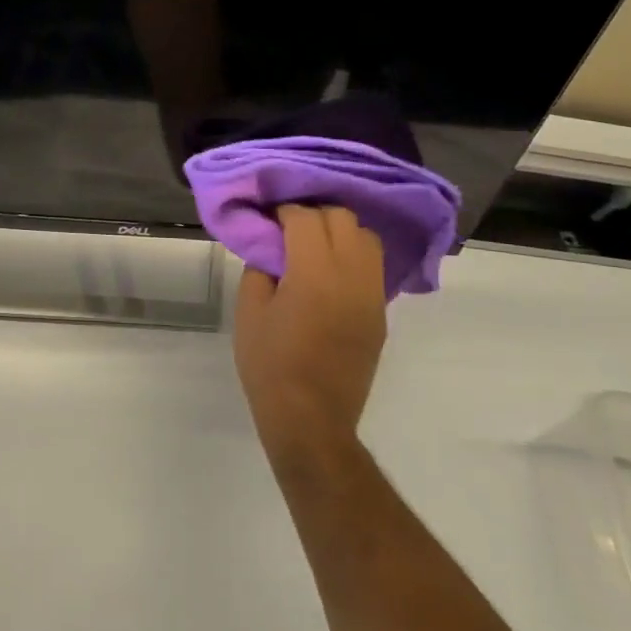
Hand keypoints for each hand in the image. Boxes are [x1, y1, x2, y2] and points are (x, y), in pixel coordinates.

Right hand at [234, 205, 388, 468]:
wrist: (311, 419)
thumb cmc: (270, 364)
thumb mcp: (249, 311)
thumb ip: (260, 269)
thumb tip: (271, 248)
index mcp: (314, 273)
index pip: (306, 218)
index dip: (285, 211)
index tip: (268, 218)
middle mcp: (351, 276)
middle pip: (343, 219)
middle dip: (314, 214)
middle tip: (289, 229)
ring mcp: (372, 295)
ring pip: (367, 238)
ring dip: (340, 231)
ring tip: (314, 246)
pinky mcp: (380, 314)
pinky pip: (372, 267)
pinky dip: (353, 256)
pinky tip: (329, 271)